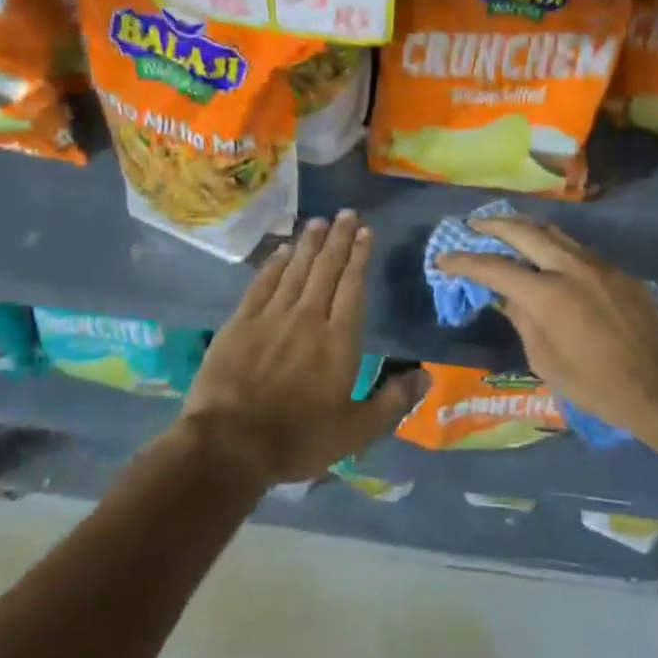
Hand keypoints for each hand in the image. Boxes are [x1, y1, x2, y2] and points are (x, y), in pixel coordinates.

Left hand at [180, 211, 425, 485]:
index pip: (352, 287)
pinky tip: (281, 250)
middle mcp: (308, 318)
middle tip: (346, 213)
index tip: (366, 232)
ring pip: (295, 270)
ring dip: (309, 244)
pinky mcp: (240, 323)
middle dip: (338, 239)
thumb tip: (427, 376)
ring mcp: (271, 317)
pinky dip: (273, 264)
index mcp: (338, 340)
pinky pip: (261, 284)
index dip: (360, 257)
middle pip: (326, 270)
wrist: (230, 444)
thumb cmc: (298, 439)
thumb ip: (393, 402)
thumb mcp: (356, 431)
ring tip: (319, 221)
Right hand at [438, 216, 657, 441]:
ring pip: (554, 233)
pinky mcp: (618, 272)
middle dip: (494, 225)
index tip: (444, 258)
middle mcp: (570, 268)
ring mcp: (598, 265)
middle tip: (474, 226)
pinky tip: (548, 256)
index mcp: (546, 294)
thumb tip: (507, 297)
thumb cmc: (596, 385)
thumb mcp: (546, 362)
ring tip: (507, 230)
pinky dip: (554, 246)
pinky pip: (578, 249)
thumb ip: (523, 321)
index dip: (465, 260)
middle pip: (524, 232)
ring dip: (526, 228)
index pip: (495, 267)